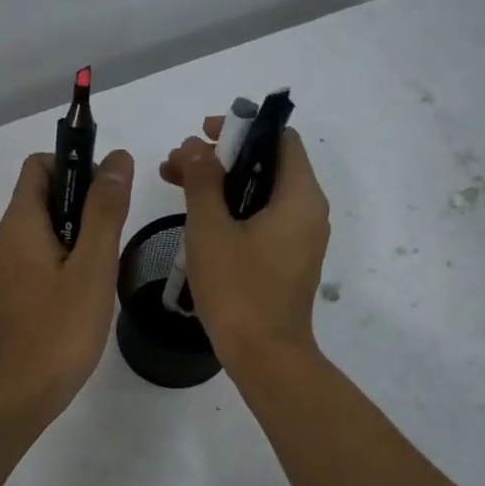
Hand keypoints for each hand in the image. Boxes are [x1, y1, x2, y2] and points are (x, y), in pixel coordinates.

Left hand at [0, 149, 134, 424]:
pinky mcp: (12, 296)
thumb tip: (116, 159)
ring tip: (106, 266)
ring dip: (79, 235)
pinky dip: (66, 261)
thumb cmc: (59, 329)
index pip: (39, 165)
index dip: (75, 164)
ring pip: (45, 232)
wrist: (18, 394)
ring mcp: (6, 271)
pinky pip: (40, 261)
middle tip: (116, 233)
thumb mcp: (93, 266)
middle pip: (43, 197)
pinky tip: (89, 292)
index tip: (108, 191)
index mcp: (20, 223)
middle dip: (83, 202)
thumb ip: (105, 210)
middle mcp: (6, 240)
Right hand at [160, 120, 328, 369]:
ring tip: (175, 185)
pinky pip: (262, 221)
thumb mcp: (210, 230)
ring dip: (221, 185)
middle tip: (176, 163)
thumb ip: (202, 181)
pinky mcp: (287, 262)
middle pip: (268, 165)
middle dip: (221, 158)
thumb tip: (195, 146)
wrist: (265, 356)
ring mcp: (299, 240)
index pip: (280, 138)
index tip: (201, 134)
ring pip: (261, 195)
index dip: (241, 129)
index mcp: (300, 197)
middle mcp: (308, 212)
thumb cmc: (238, 290)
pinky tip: (197, 219)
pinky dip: (232, 211)